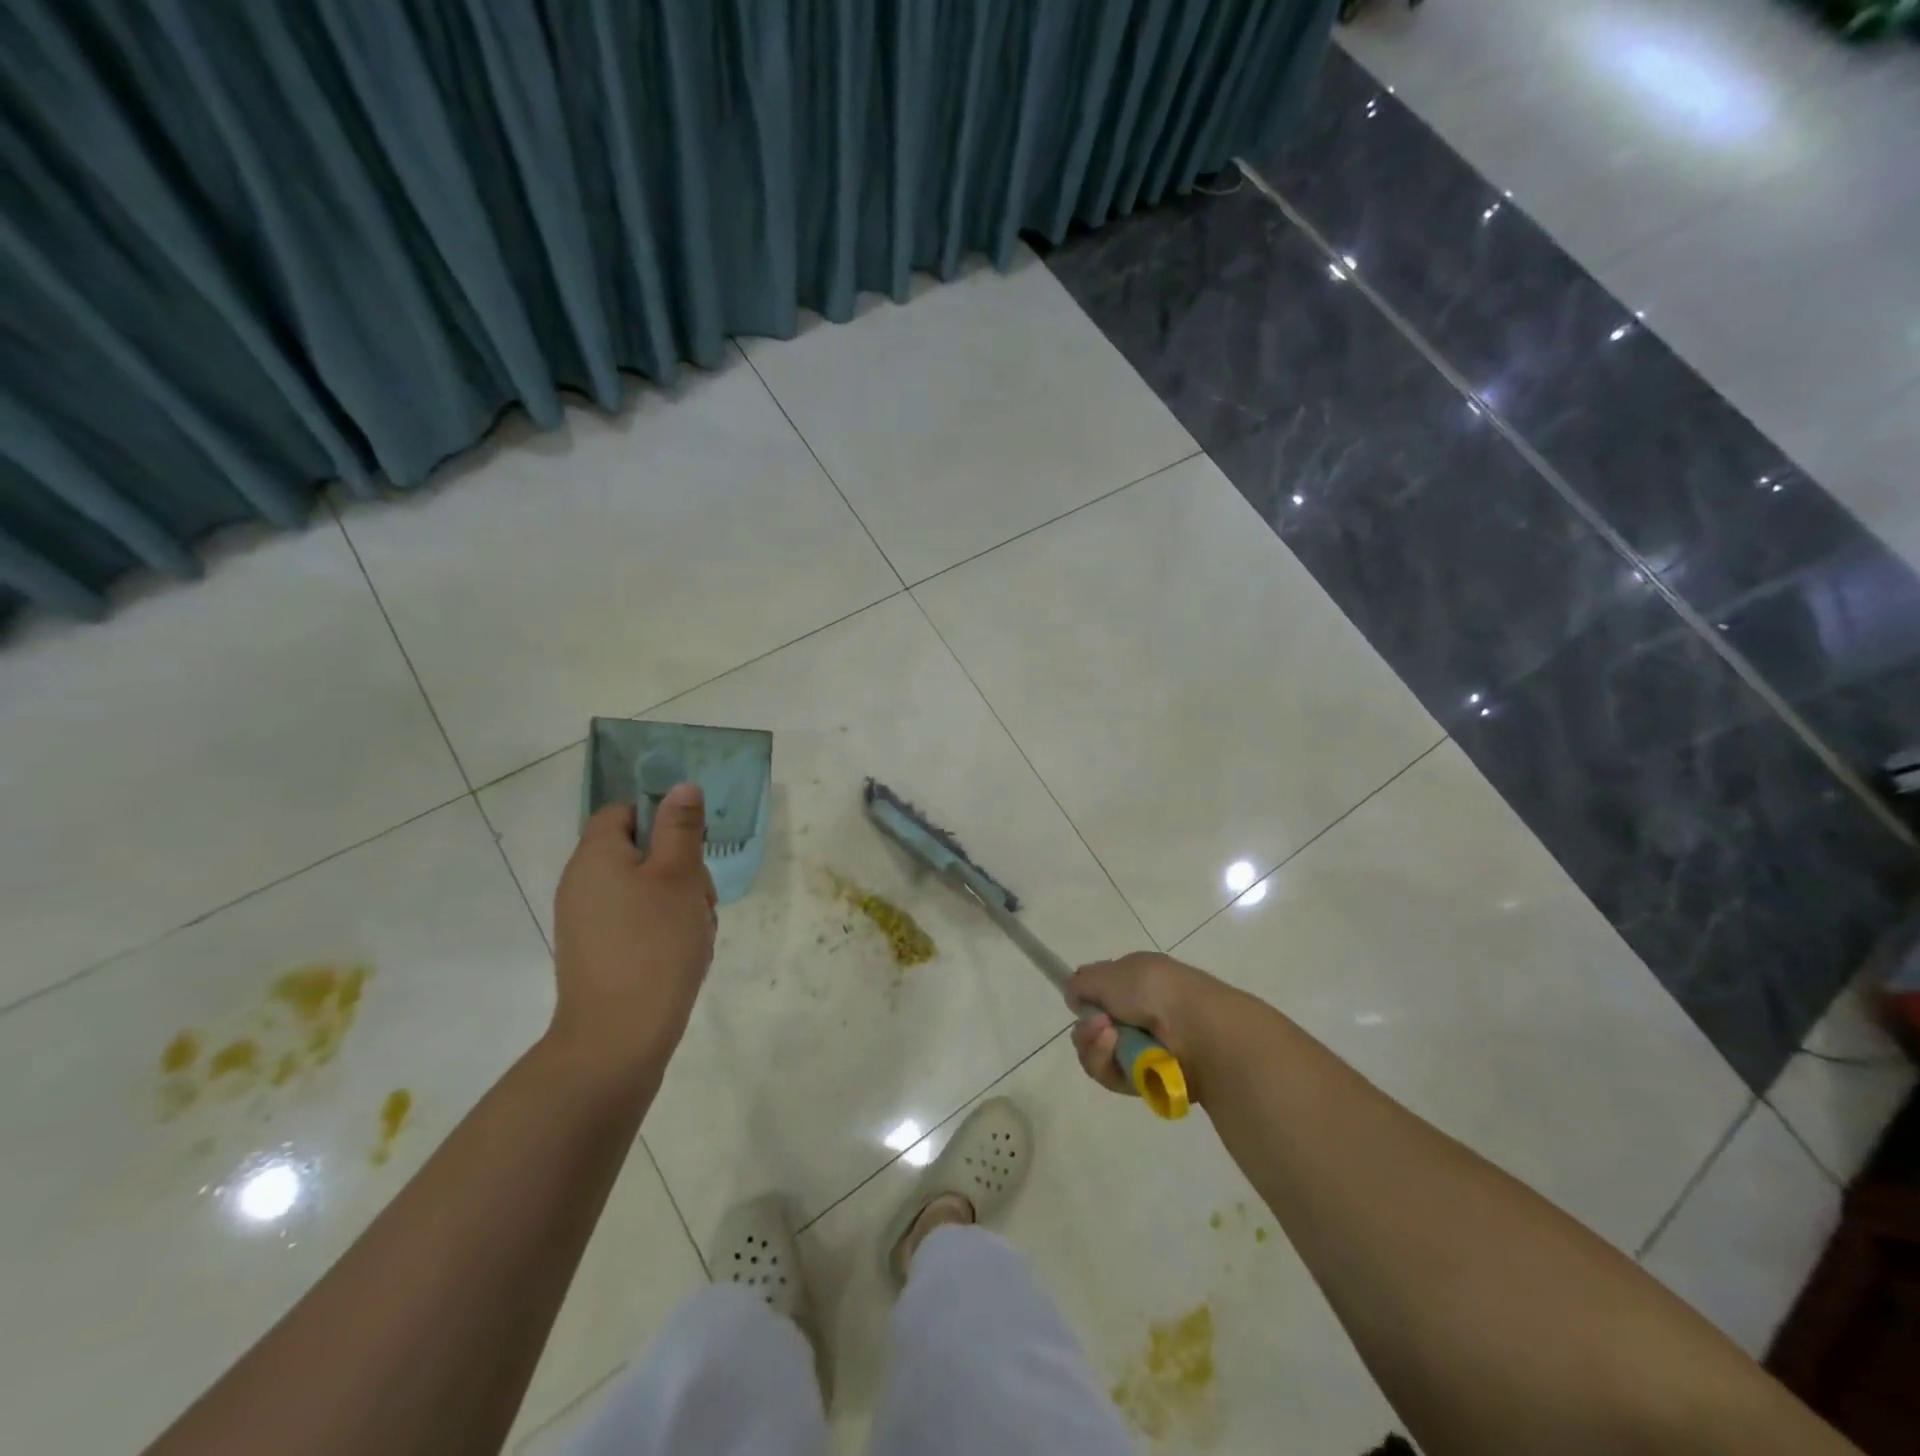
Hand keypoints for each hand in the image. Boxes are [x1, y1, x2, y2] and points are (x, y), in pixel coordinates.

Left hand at [550, 786, 717, 1083]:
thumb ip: (680, 827)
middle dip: (681, 868)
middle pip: (640, 852)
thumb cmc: (653, 944)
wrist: (618, 1038)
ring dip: (680, 902)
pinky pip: (639, 922)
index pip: (624, 812)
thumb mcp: (678, 876)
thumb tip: (681, 786)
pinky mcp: (600, 953)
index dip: (661, 818)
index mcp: (596, 856)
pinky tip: (686, 954)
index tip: (692, 846)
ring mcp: (589, 922)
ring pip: (646, 890)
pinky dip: (666, 929)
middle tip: (702, 899)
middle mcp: (584, 884)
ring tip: (698, 933)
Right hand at [1068, 951, 1233, 1101]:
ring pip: (1098, 1053)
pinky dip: (1107, 1062)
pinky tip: (1116, 1050)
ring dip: (1094, 1045)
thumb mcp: (1111, 972)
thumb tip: (1074, 995)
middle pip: (1093, 1027)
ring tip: (1109, 1036)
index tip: (1078, 1002)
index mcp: (1138, 981)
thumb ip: (1084, 982)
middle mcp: (1141, 1013)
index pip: (1101, 992)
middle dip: (1086, 1026)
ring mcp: (1143, 1047)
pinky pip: (1110, 1075)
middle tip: (1097, 1024)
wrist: (1198, 1030)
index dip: (1086, 997)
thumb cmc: (1155, 991)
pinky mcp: (1145, 1079)